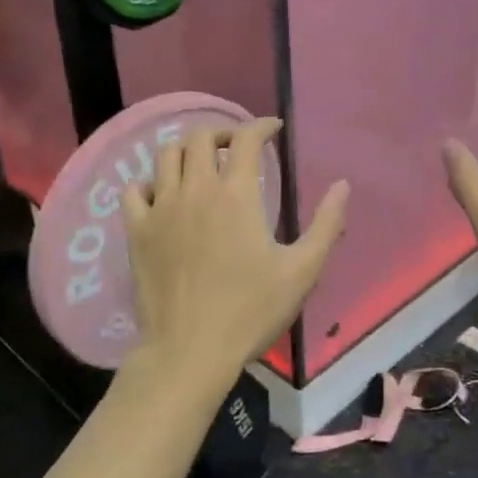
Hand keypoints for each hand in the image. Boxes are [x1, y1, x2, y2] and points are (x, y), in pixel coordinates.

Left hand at [121, 119, 349, 401]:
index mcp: (236, 194)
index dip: (261, 126)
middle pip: (200, 137)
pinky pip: (134, 189)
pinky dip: (149, 182)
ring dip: (187, 150)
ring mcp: (160, 208)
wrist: (190, 351)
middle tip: (237, 147)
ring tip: (202, 163)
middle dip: (222, 132)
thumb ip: (326, 224)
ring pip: (166, 155)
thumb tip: (343, 185)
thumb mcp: (302, 271)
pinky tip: (163, 195)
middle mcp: (195, 190)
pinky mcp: (136, 231)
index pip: (246, 139)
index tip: (273, 130)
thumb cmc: (251, 311)